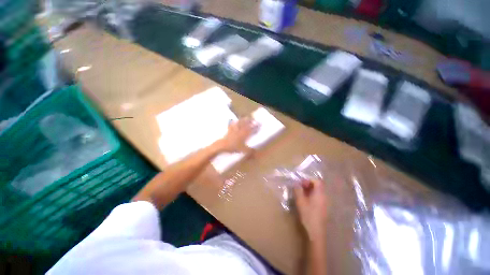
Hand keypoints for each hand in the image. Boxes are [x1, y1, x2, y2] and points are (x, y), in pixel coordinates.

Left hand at [217, 117, 258, 152]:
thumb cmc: (233, 147)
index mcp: (244, 134)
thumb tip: (256, 151)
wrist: (222, 145)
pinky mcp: (229, 130)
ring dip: (243, 120)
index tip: (259, 124)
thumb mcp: (243, 150)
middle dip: (250, 121)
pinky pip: (232, 125)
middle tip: (253, 119)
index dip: (255, 127)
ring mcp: (234, 129)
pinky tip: (234, 121)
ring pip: (239, 123)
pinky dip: (234, 122)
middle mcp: (240, 130)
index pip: (251, 129)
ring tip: (246, 118)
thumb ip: (250, 150)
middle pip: (245, 124)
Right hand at [294, 179, 328, 240]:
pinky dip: (312, 197)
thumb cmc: (308, 216)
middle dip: (309, 185)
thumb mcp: (301, 203)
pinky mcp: (324, 208)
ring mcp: (325, 202)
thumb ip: (298, 192)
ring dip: (310, 192)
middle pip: (318, 186)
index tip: (300, 184)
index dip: (308, 180)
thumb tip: (296, 184)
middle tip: (299, 189)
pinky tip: (306, 203)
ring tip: (301, 196)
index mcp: (320, 193)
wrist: (317, 230)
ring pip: (318, 192)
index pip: (316, 180)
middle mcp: (324, 195)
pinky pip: (319, 198)